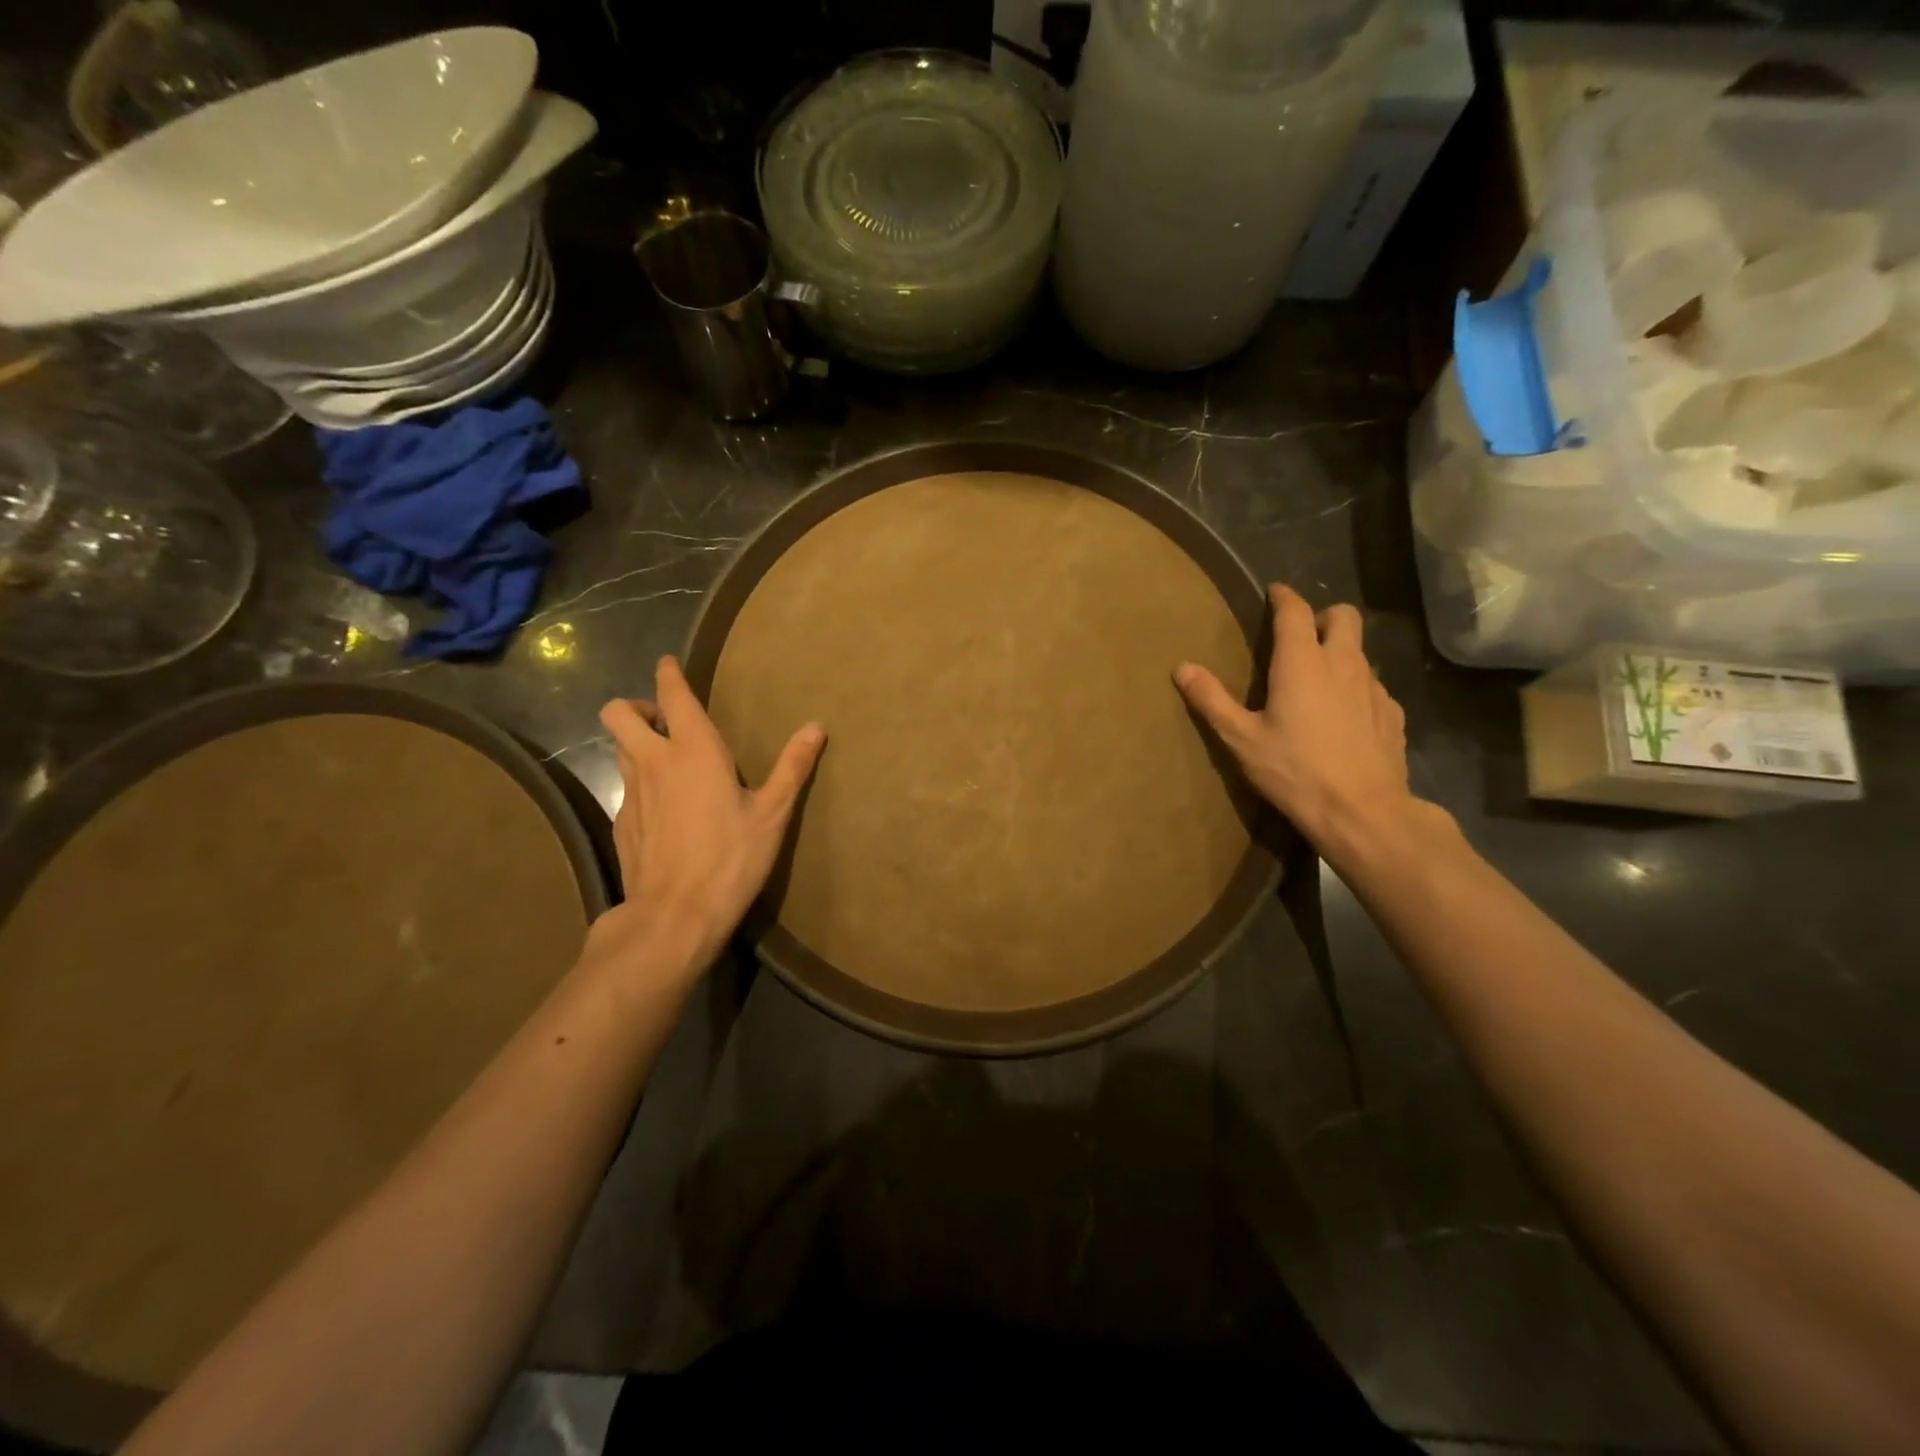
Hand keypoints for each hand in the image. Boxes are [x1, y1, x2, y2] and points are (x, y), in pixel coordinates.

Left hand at [592, 656, 824, 973]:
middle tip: (663, 721)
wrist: (675, 915)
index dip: (667, 674)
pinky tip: (663, 807)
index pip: (671, 696)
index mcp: (694, 750)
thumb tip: (816, 727)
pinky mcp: (621, 823)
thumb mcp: (773, 813)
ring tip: (664, 758)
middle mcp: (654, 762)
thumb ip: (792, 767)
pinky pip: (624, 786)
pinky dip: (638, 782)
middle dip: (634, 706)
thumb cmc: (731, 858)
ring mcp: (631, 793)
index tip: (668, 664)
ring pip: (617, 748)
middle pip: (617, 713)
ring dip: (634, 741)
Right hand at [1175, 585, 1417, 854]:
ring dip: (1340, 653)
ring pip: (1360, 651)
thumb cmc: (1294, 771)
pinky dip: (1357, 688)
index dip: (1283, 597)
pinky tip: (1344, 717)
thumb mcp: (1241, 739)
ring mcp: (1374, 688)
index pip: (1295, 611)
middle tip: (1301, 637)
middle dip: (1322, 616)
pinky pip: (1373, 686)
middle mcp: (1343, 663)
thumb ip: (1212, 700)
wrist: (1362, 812)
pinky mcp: (1393, 713)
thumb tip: (1182, 667)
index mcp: (1302, 662)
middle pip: (1344, 616)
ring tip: (1319, 680)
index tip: (1273, 593)